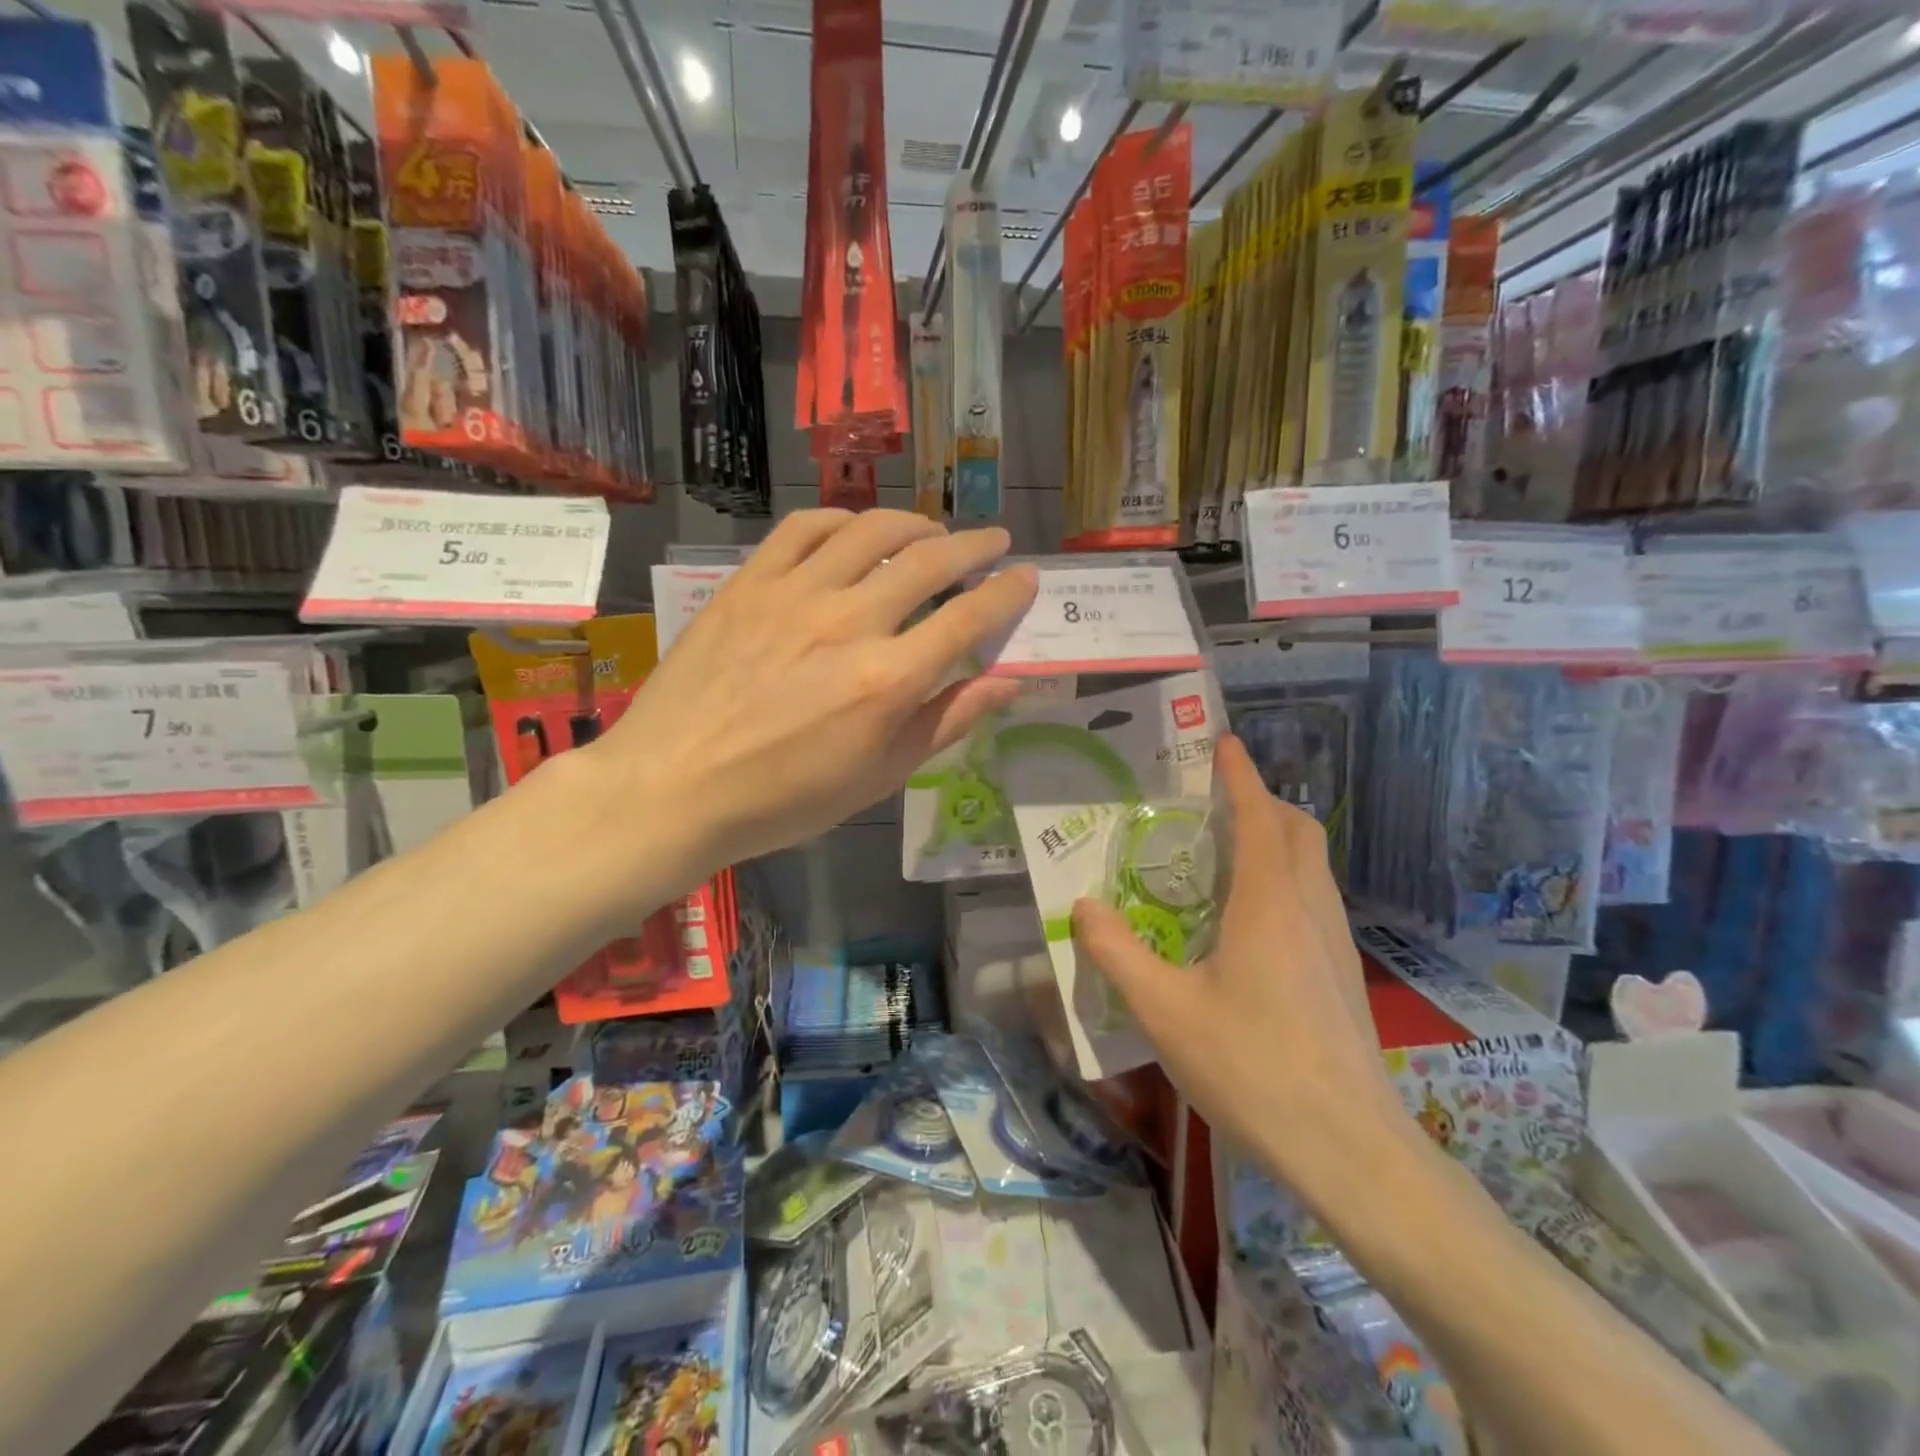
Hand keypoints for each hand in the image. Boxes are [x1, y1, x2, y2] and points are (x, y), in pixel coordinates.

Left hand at [589, 508, 1037, 878]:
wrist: (674, 787)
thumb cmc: (784, 799)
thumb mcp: (879, 776)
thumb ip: (945, 722)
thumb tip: (1007, 684)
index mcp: (888, 680)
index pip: (968, 618)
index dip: (1006, 593)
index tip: (1026, 576)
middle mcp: (849, 622)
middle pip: (928, 562)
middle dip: (973, 546)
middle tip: (993, 542)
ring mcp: (795, 594)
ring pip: (870, 531)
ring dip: (914, 523)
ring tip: (932, 531)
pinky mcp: (749, 583)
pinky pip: (804, 528)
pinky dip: (842, 519)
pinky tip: (855, 529)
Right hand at [1071, 735, 1405, 1192]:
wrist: (1349, 1149)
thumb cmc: (1252, 1067)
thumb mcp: (1164, 1010)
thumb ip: (1117, 952)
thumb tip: (1082, 907)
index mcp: (1270, 902)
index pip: (1260, 816)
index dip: (1242, 776)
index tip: (1224, 744)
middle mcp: (1311, 909)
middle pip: (1299, 831)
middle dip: (1264, 803)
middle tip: (1216, 803)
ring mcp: (1336, 944)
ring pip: (1313, 867)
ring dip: (1278, 842)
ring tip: (1227, 856)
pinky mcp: (1343, 976)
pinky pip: (1315, 901)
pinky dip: (1287, 881)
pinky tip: (1250, 923)